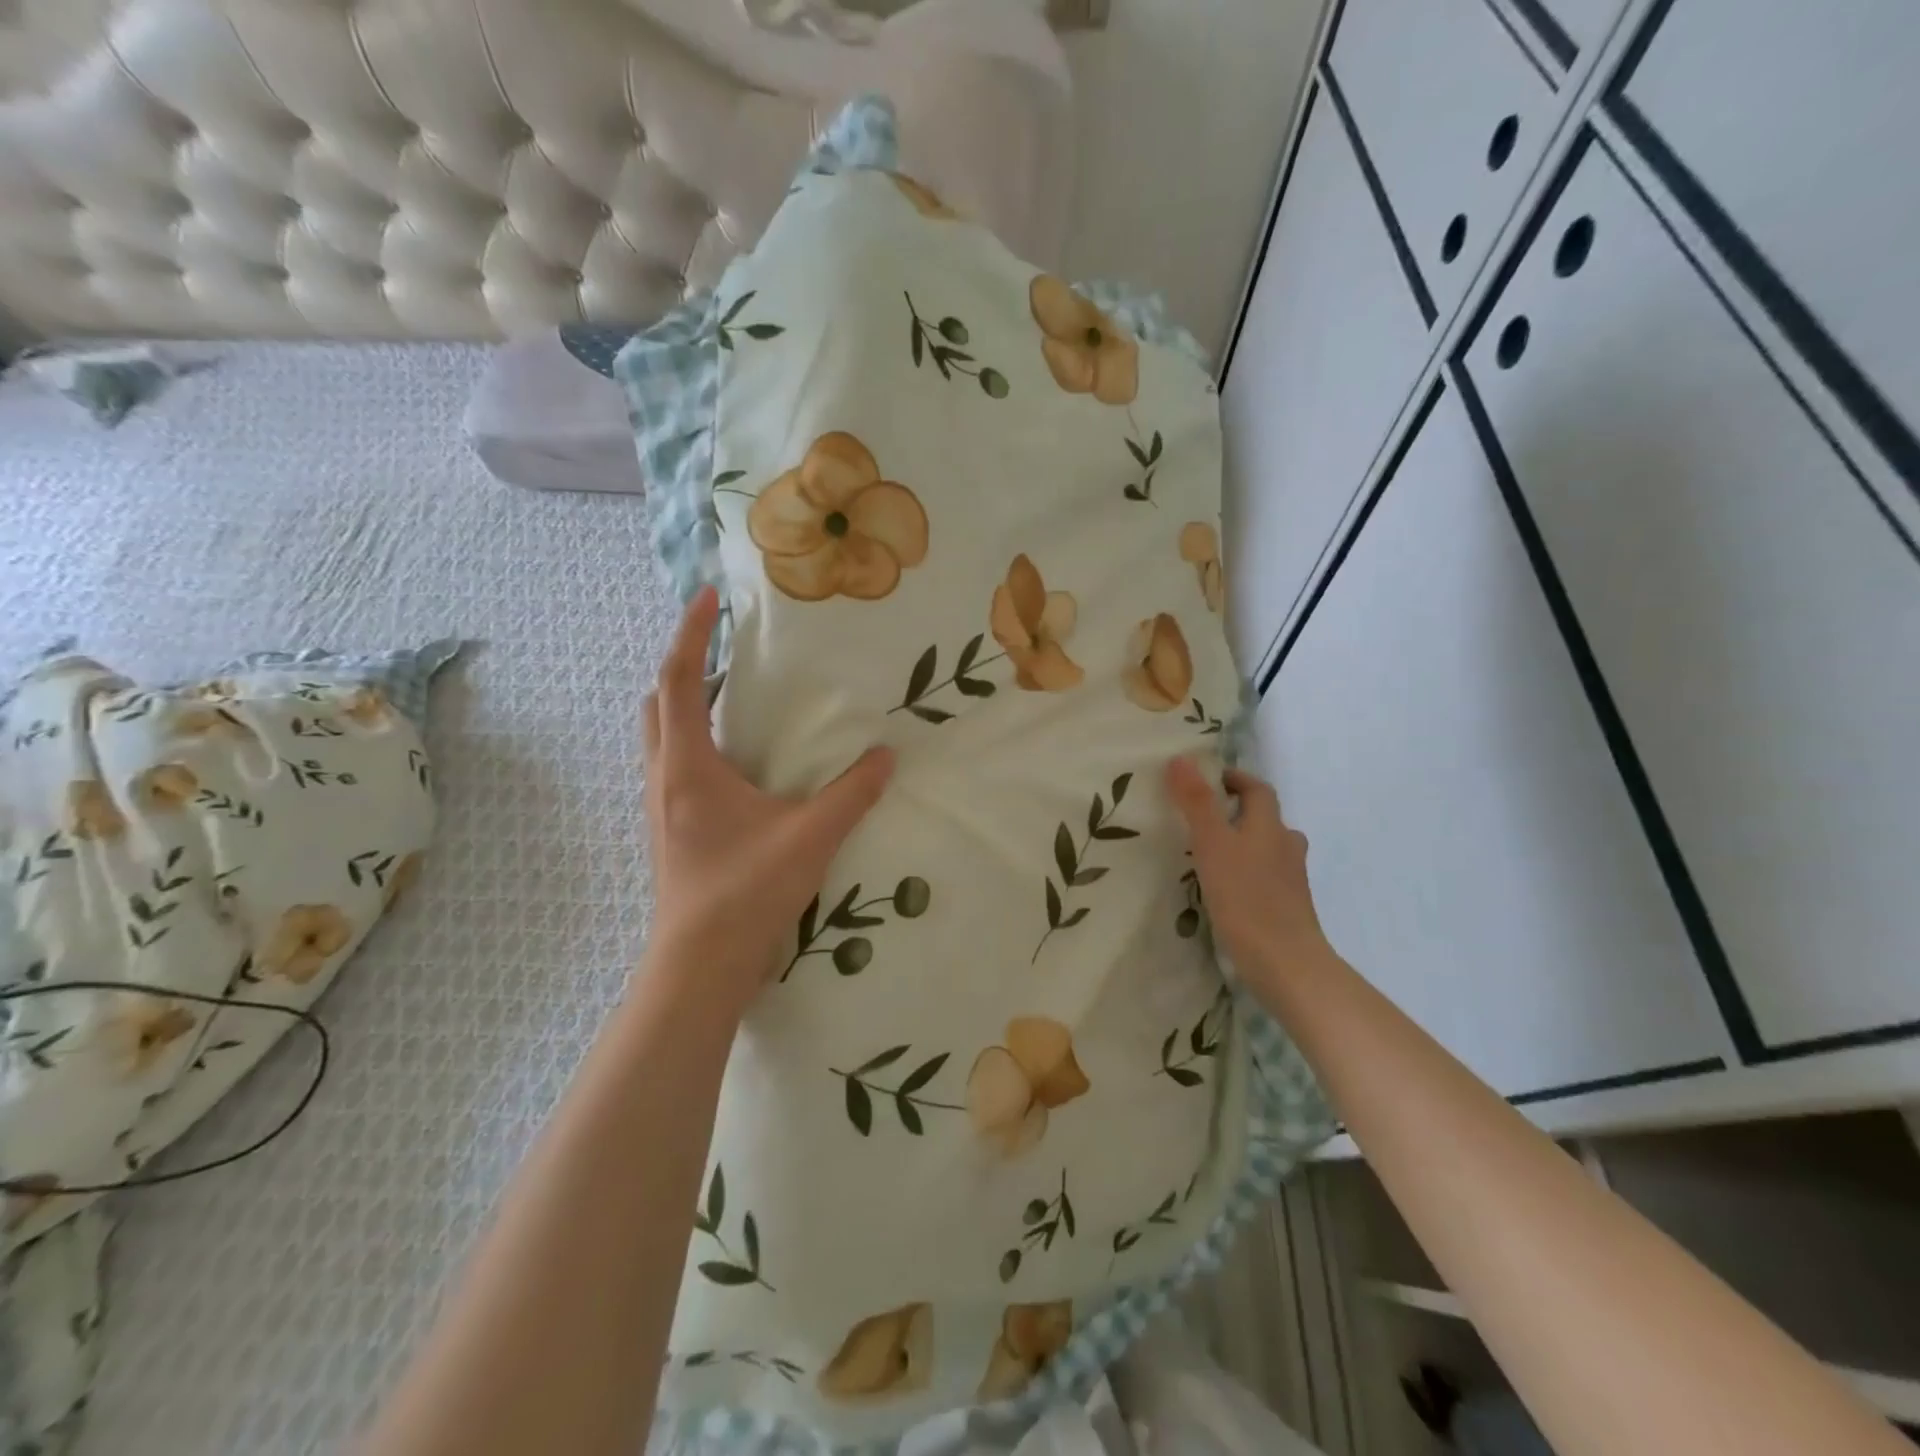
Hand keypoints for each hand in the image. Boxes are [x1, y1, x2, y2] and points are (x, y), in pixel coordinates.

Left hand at [642, 587, 894, 1011]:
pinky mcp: (672, 828)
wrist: (701, 963)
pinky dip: (698, 741)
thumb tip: (887, 757)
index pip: (680, 679)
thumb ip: (853, 793)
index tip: (709, 597)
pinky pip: (676, 764)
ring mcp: (662, 805)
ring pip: (662, 735)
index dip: (691, 633)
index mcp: (688, 765)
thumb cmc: (747, 891)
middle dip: (685, 666)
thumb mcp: (811, 836)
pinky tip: (738, 759)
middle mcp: (665, 777)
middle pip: (658, 702)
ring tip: (735, 696)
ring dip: (689, 704)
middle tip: (725, 651)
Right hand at [1165, 755, 1335, 987]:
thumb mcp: (1212, 844)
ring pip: (1267, 849)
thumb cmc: (1246, 897)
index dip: (1235, 779)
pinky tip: (1225, 889)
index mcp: (1269, 826)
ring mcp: (1290, 880)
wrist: (1286, 963)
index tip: (1207, 779)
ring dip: (1243, 844)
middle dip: (1237, 812)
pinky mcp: (1287, 907)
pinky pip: (1265, 877)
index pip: (1257, 789)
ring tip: (1210, 853)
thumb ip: (1197, 803)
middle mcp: (1285, 847)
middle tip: (1201, 817)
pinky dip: (1247, 873)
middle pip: (1265, 819)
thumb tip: (1182, 758)